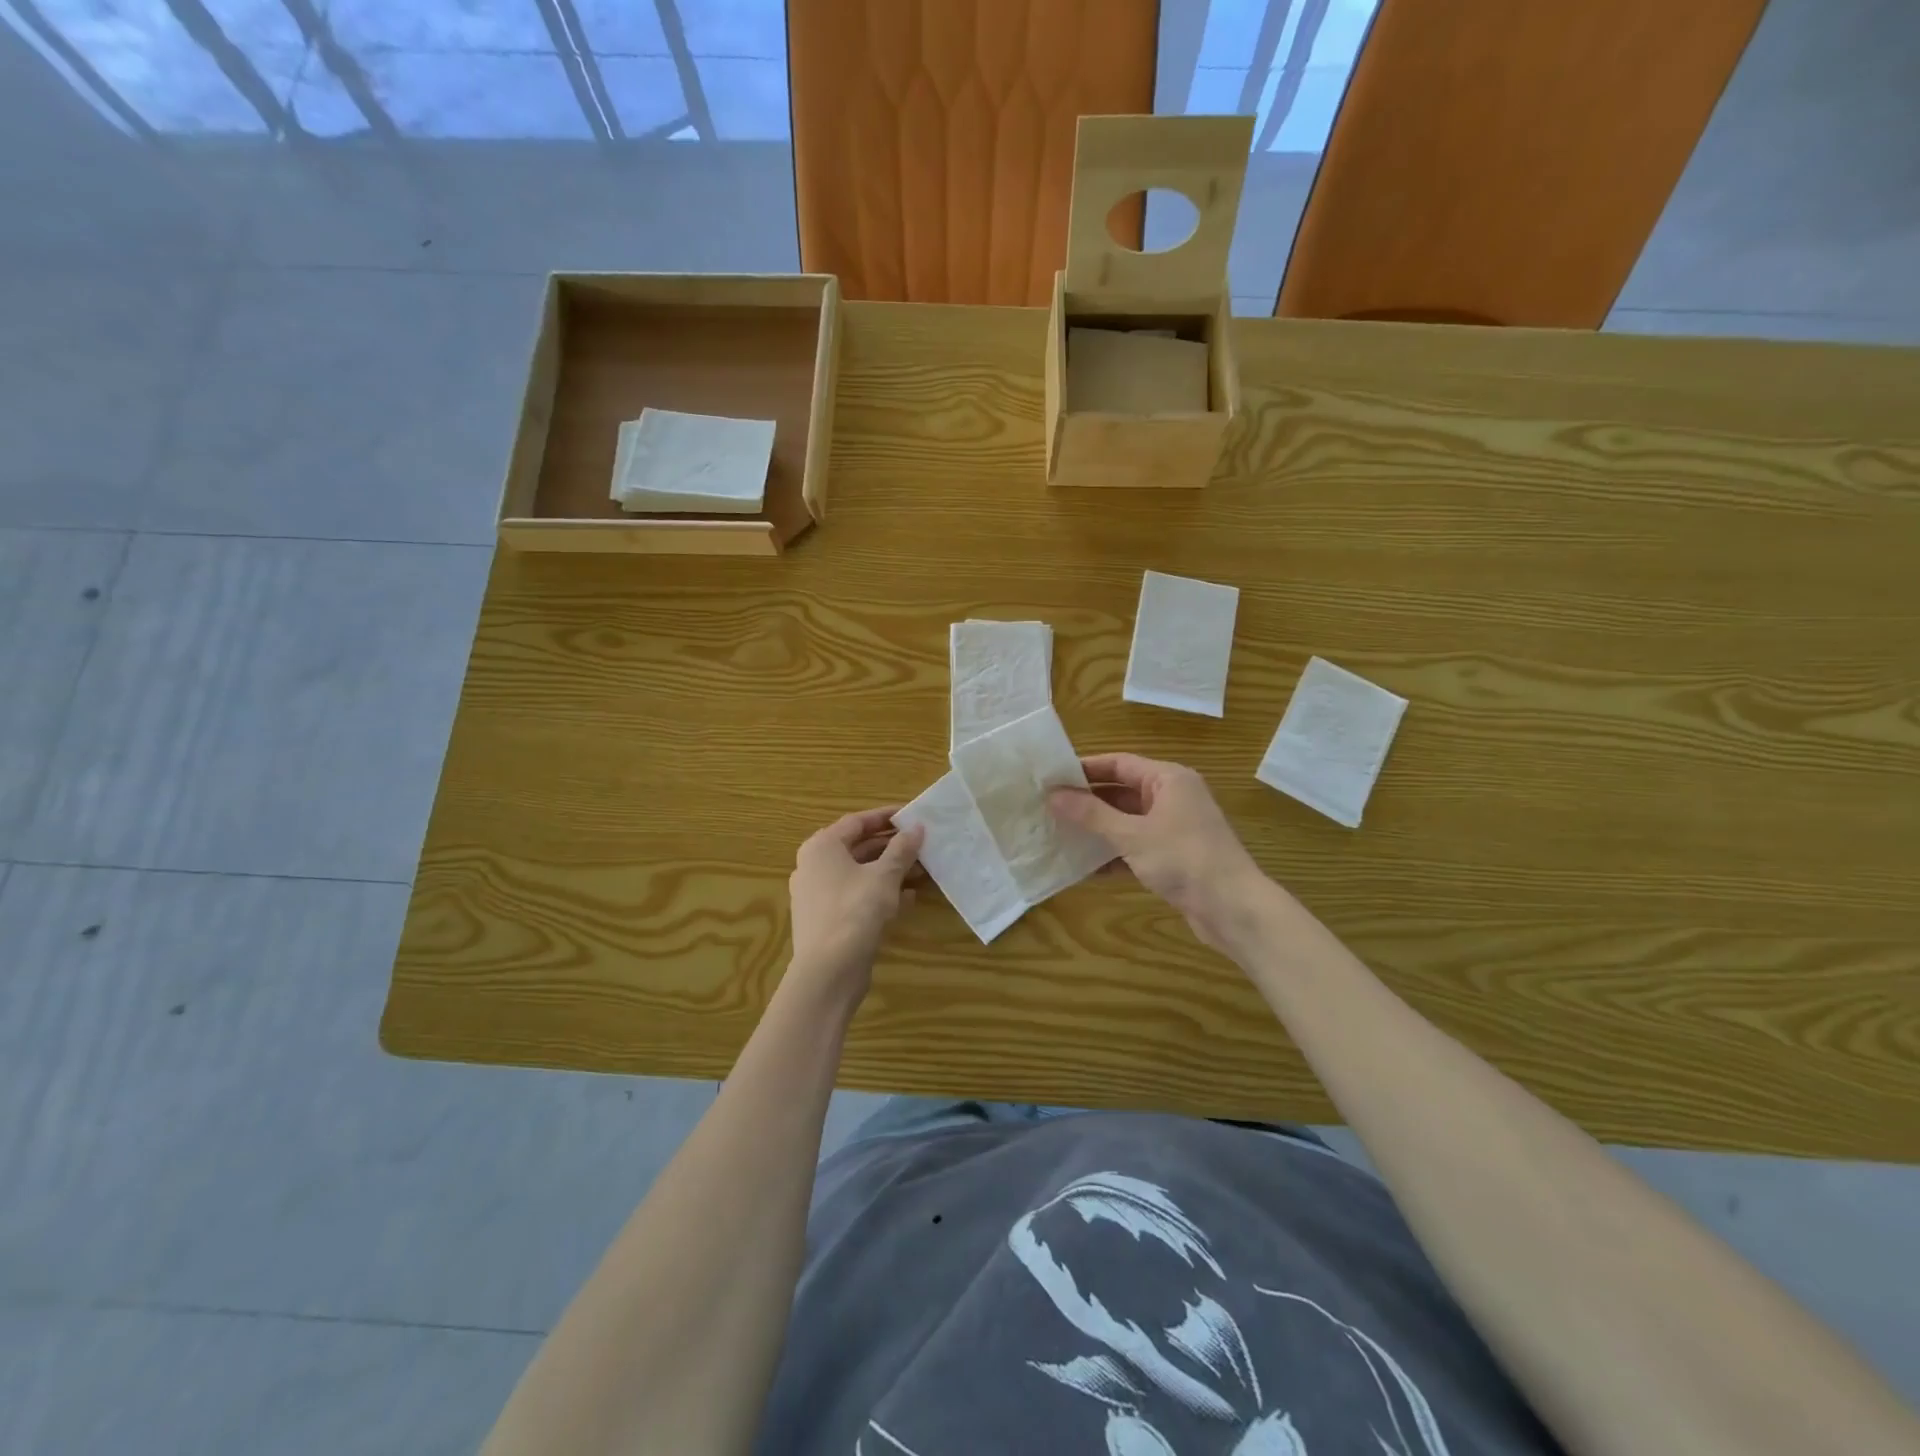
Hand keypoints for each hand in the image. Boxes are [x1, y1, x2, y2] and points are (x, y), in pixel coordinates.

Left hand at [786, 808, 923, 1001]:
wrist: (828, 971)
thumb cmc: (855, 911)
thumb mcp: (884, 876)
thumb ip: (902, 849)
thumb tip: (917, 828)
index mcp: (822, 847)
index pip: (857, 821)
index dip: (886, 816)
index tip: (912, 815)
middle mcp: (814, 866)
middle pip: (857, 847)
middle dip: (892, 846)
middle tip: (921, 844)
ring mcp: (818, 895)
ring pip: (859, 874)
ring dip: (890, 871)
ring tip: (922, 871)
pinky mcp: (827, 919)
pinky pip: (856, 896)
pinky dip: (880, 893)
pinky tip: (909, 899)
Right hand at [1049, 754, 1266, 951]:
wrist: (1232, 908)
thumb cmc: (1183, 858)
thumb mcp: (1132, 834)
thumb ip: (1091, 814)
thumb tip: (1053, 796)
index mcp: (1168, 779)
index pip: (1119, 763)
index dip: (1085, 769)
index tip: (1052, 777)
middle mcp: (1173, 797)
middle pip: (1122, 791)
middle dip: (1087, 801)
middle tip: (1049, 807)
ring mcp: (1174, 828)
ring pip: (1127, 821)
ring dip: (1097, 830)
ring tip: (1059, 834)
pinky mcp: (1173, 857)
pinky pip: (1136, 847)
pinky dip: (1113, 855)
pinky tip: (1084, 868)